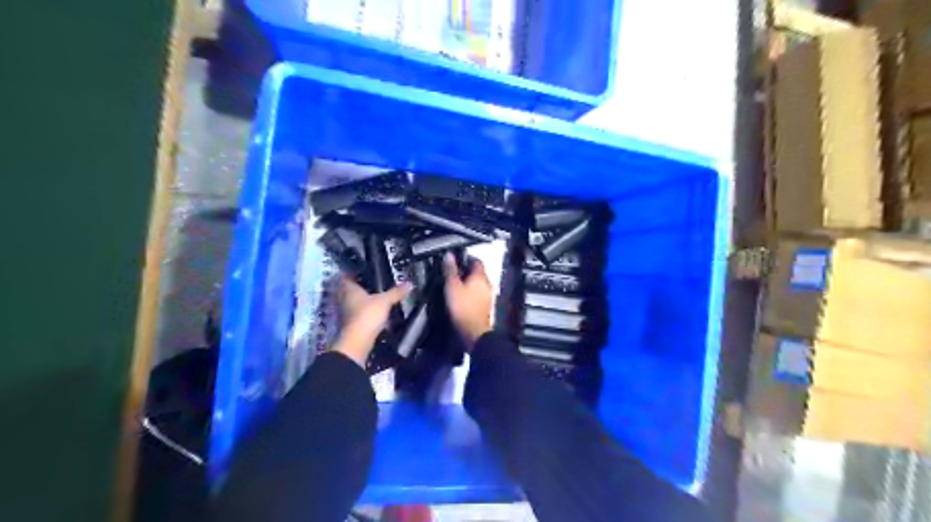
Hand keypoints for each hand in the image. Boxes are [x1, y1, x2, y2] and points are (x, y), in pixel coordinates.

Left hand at [334, 278, 407, 366]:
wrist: (357, 341)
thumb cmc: (367, 315)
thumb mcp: (384, 301)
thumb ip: (395, 292)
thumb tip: (409, 283)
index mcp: (349, 289)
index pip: (345, 276)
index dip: (352, 272)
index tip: (362, 270)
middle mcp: (343, 299)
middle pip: (346, 289)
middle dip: (356, 286)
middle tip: (369, 283)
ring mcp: (344, 312)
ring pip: (350, 302)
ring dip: (358, 300)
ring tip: (372, 296)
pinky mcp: (348, 324)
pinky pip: (354, 313)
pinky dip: (360, 311)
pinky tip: (371, 311)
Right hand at [442, 254, 493, 350]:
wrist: (474, 331)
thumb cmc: (462, 307)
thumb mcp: (452, 286)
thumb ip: (451, 270)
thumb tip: (449, 255)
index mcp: (480, 276)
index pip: (476, 260)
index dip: (465, 258)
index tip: (455, 261)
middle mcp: (487, 283)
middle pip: (478, 272)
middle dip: (466, 270)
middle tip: (452, 272)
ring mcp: (488, 295)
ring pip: (478, 283)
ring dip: (468, 282)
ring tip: (455, 284)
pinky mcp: (485, 305)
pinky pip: (478, 293)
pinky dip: (471, 291)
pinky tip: (461, 296)